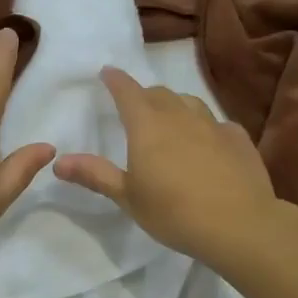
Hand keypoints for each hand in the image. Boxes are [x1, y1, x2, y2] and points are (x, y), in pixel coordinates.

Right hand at [54, 68, 277, 264]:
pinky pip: (218, 124)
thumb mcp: (128, 197)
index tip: (107, 72)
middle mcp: (180, 116)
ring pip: (190, 103)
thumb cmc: (174, 212)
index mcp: (147, 126)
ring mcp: (213, 125)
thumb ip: (95, 175)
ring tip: (171, 119)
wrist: (239, 225)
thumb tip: (58, 162)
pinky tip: (209, 143)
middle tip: (136, 106)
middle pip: (158, 94)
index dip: (115, 80)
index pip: (127, 91)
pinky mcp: (239, 139)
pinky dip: (206, 127)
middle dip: (144, 95)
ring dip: (175, 105)